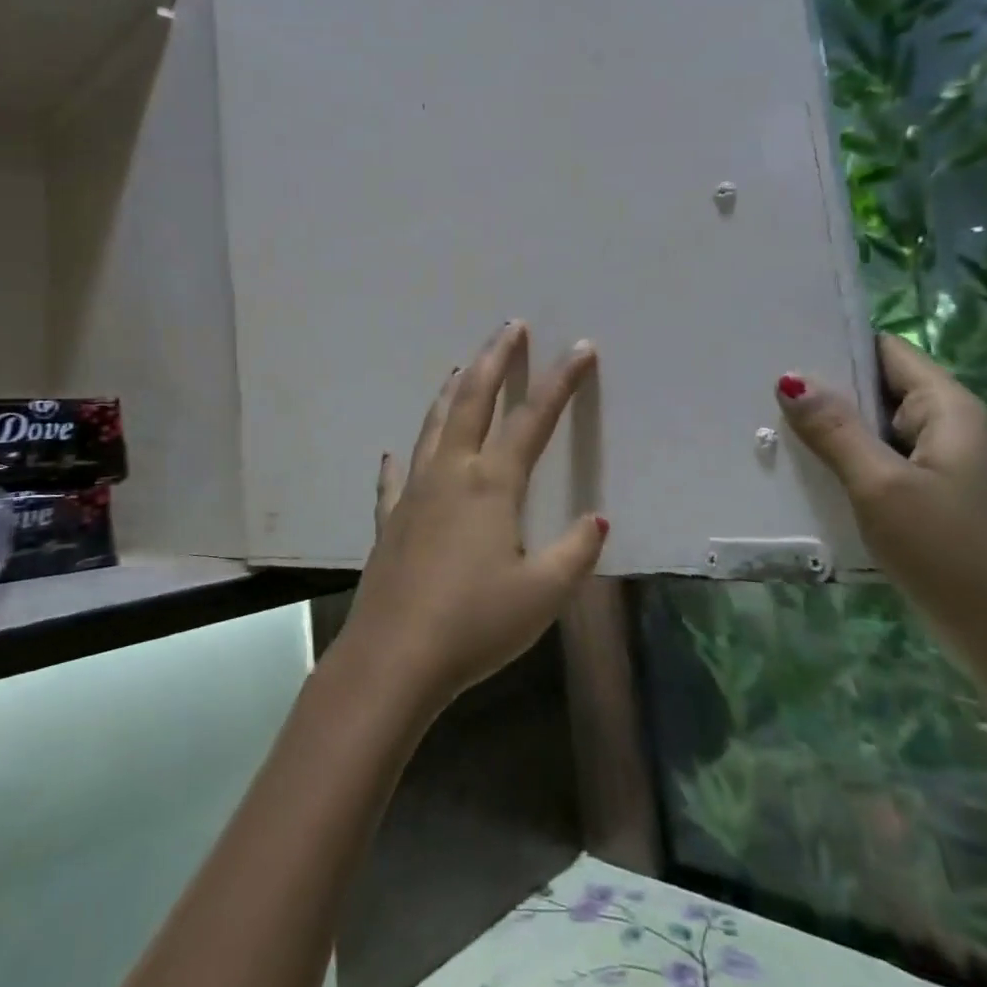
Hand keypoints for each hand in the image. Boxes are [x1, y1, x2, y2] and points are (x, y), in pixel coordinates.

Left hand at [332, 321, 606, 716]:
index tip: (581, 348)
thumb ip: (574, 552)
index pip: (533, 420)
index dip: (561, 382)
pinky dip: (401, 460)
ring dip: (450, 393)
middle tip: (510, 328)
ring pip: (433, 427)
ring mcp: (413, 494)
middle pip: (472, 401)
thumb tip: (597, 519)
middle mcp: (450, 474)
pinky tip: (395, 454)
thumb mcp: (542, 594)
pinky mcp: (389, 521)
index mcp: (491, 485)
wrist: (394, 658)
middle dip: (494, 360)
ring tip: (460, 368)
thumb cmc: (474, 624)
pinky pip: (394, 480)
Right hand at [777, 334, 986, 689]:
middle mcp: (943, 425)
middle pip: (875, 386)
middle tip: (756, 383)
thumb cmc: (948, 553)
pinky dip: (839, 457)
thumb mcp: (882, 487)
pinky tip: (797, 464)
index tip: (780, 340)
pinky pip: (873, 459)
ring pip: (870, 426)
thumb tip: (790, 378)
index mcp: (946, 409)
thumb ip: (836, 431)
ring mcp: (933, 462)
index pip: (885, 351)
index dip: (837, 341)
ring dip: (826, 425)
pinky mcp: (921, 494)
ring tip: (763, 417)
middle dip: (822, 386)